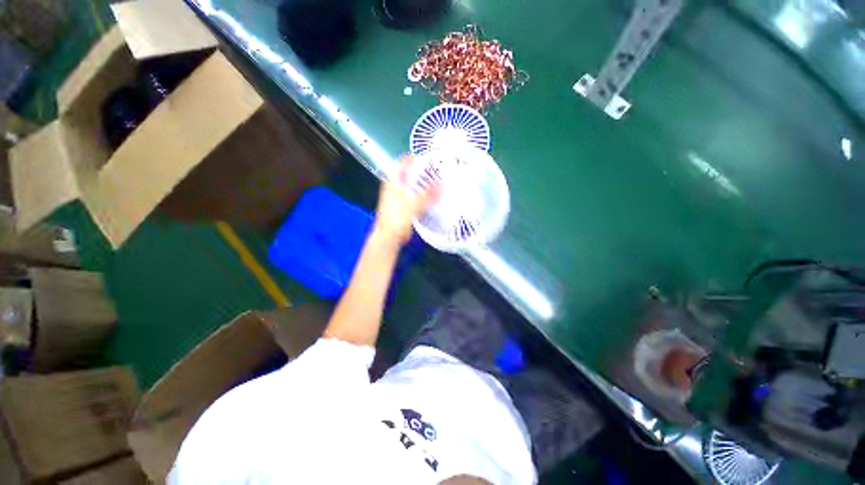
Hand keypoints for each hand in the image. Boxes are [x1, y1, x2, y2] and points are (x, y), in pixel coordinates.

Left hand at [373, 155, 439, 246]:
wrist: (390, 235)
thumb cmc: (397, 218)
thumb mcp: (415, 204)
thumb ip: (429, 194)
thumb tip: (442, 185)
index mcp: (393, 181)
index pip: (402, 162)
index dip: (413, 158)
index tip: (426, 159)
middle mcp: (394, 186)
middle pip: (407, 173)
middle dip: (420, 171)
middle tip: (434, 171)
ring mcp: (398, 196)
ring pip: (411, 185)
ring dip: (421, 183)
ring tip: (435, 183)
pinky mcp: (402, 206)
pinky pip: (413, 196)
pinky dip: (421, 195)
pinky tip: (431, 198)